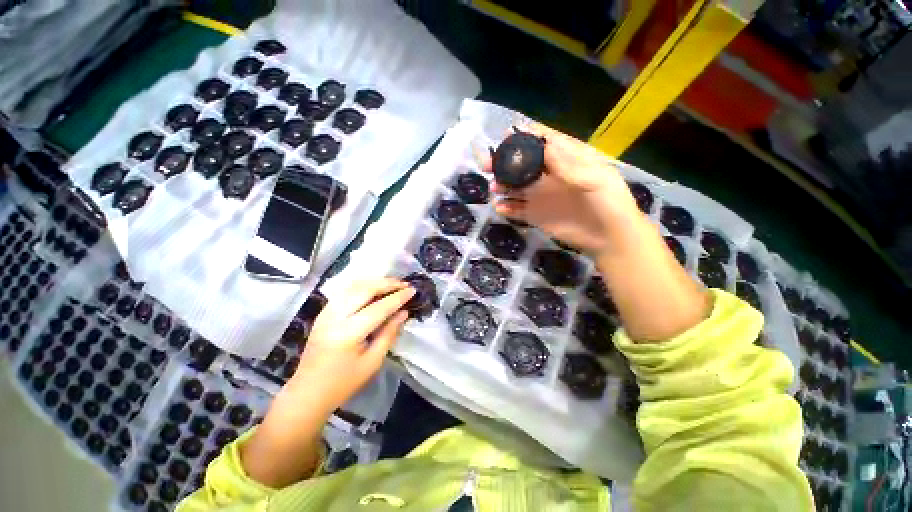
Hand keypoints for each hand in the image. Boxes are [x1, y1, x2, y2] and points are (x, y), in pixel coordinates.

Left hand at [289, 278, 414, 414]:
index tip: (412, 290)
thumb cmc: (343, 383)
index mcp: (348, 333)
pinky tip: (373, 288)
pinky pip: (345, 291)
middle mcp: (335, 317)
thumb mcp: (372, 362)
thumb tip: (403, 313)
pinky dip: (362, 285)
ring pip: (353, 286)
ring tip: (392, 284)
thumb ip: (389, 333)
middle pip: (364, 290)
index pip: (379, 308)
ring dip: (375, 282)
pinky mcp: (323, 313)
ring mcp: (326, 312)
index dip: (398, 297)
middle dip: (387, 284)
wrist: (307, 392)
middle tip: (404, 284)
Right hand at [484, 124, 641, 259]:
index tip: (506, 136)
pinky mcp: (535, 215)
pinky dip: (506, 208)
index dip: (525, 137)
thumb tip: (544, 146)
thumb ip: (568, 166)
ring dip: (502, 185)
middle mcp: (550, 175)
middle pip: (523, 164)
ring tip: (494, 188)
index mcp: (567, 159)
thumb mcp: (595, 179)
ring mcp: (541, 196)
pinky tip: (499, 207)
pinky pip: (516, 209)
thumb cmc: (609, 203)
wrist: (609, 238)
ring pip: (516, 186)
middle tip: (489, 165)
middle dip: (505, 162)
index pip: (543, 142)